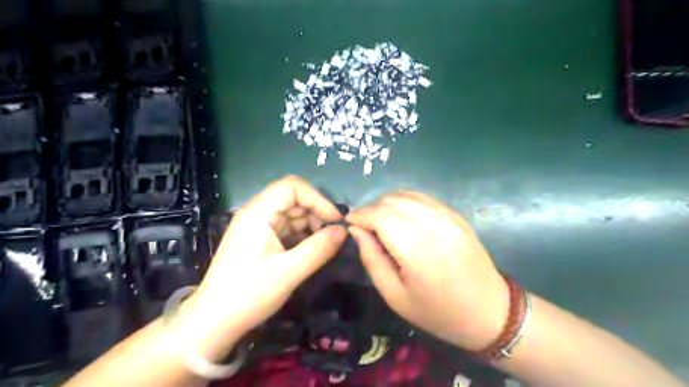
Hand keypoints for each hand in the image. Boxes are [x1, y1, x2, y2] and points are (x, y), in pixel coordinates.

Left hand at [188, 175, 343, 344]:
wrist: (214, 321)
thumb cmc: (248, 294)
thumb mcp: (289, 272)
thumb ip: (319, 248)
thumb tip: (343, 231)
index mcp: (258, 212)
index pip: (292, 186)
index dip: (317, 199)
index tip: (334, 220)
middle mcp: (257, 213)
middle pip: (293, 198)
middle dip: (316, 212)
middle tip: (333, 235)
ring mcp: (257, 226)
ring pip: (291, 213)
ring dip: (311, 224)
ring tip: (324, 244)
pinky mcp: (259, 240)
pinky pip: (286, 228)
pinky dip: (301, 235)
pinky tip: (311, 249)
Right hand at [347, 190, 506, 349]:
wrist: (488, 311)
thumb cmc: (437, 311)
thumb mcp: (394, 295)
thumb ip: (371, 258)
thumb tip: (356, 230)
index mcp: (417, 249)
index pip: (379, 214)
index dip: (360, 214)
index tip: (349, 223)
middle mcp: (433, 224)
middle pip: (391, 200)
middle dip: (371, 209)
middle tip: (365, 227)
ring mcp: (447, 216)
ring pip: (406, 194)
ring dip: (387, 204)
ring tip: (381, 222)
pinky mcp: (455, 214)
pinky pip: (422, 197)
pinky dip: (404, 202)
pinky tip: (401, 218)